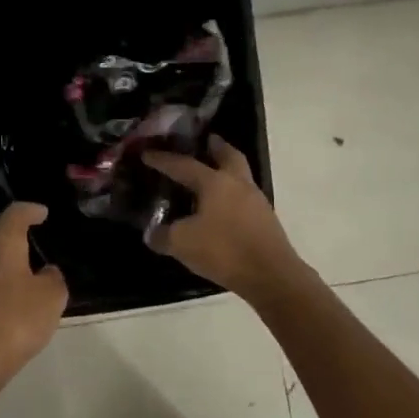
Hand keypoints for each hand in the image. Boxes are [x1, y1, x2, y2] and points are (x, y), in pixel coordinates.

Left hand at [0, 202, 68, 387]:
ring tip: (9, 262)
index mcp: (1, 239)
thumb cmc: (15, 321)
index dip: (31, 210)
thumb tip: (47, 271)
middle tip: (22, 235)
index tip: (42, 213)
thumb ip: (53, 278)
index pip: (16, 212)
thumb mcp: (51, 299)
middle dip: (4, 225)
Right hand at [142, 137, 306, 303]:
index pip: (184, 165)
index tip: (147, 152)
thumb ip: (163, 235)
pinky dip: (231, 194)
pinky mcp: (265, 219)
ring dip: (225, 169)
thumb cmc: (224, 250)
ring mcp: (255, 200)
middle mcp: (238, 183)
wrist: (271, 275)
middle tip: (203, 141)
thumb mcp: (182, 243)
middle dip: (214, 146)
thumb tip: (152, 233)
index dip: (163, 159)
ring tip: (208, 176)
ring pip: (239, 174)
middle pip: (228, 155)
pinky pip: (244, 196)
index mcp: (215, 182)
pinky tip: (220, 207)